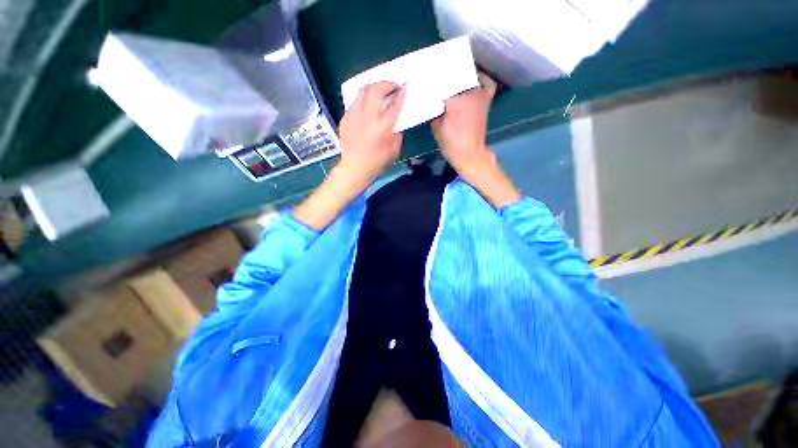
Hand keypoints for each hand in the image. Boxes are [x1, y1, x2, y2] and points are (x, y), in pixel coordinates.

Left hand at [337, 81, 405, 186]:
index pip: (394, 104)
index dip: (401, 93)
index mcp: (382, 127)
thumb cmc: (377, 162)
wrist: (355, 168)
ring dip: (373, 89)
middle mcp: (367, 117)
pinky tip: (367, 108)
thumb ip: (397, 133)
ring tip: (379, 93)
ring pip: (362, 92)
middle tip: (391, 87)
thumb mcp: (394, 150)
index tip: (404, 87)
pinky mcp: (345, 119)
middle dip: (386, 83)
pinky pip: (355, 103)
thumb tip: (396, 121)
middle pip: (375, 89)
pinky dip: (363, 101)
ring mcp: (354, 116)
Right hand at [432, 73, 520, 207]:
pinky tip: (474, 79)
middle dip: (445, 76)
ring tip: (450, 79)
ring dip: (460, 77)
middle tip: (436, 79)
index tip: (426, 80)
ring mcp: (480, 95)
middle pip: (456, 76)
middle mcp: (469, 92)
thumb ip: (433, 109)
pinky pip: (487, 84)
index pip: (441, 81)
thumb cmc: (451, 143)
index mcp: (454, 99)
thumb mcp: (436, 126)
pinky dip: (482, 79)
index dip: (433, 81)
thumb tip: (431, 97)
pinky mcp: (486, 101)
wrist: (469, 153)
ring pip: (469, 78)